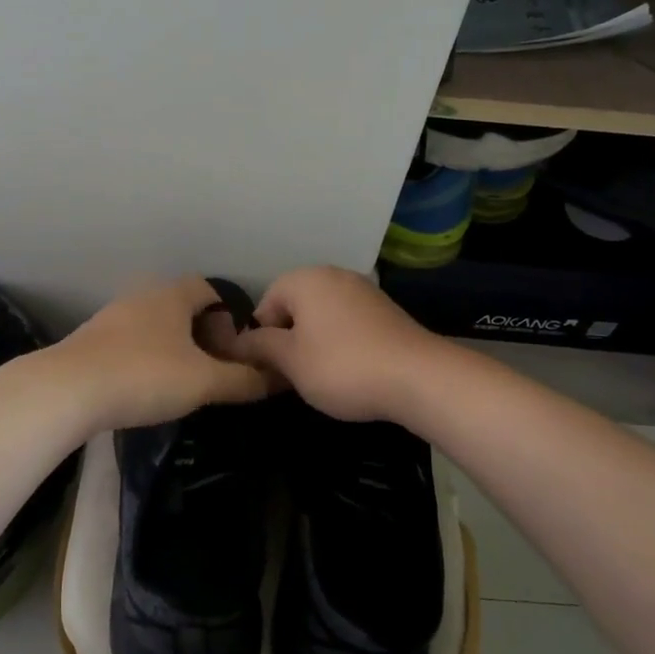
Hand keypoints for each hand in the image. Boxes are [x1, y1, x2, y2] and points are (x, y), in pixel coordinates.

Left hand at [50, 277, 273, 432]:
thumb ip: (242, 380)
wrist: (67, 390)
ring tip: (185, 383)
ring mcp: (111, 319)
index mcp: (171, 295)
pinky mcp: (91, 343)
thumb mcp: (203, 382)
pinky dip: (147, 360)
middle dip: (203, 336)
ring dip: (174, 349)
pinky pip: (131, 344)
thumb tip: (278, 379)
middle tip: (215, 369)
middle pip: (182, 308)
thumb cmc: (144, 375)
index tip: (236, 350)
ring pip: (155, 327)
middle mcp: (141, 298)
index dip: (229, 317)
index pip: (210, 290)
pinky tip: (147, 389)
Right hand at [231, 266, 442, 422]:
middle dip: (288, 341)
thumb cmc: (342, 365)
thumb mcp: (290, 360)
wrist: (419, 377)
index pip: (265, 304)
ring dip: (314, 344)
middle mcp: (333, 275)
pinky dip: (341, 344)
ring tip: (320, 377)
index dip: (260, 339)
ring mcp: (363, 291)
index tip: (270, 369)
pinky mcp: (385, 311)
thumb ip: (258, 346)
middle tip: (292, 375)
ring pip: (321, 318)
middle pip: (294, 308)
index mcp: (305, 279)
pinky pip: (347, 324)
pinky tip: (349, 371)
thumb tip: (235, 342)